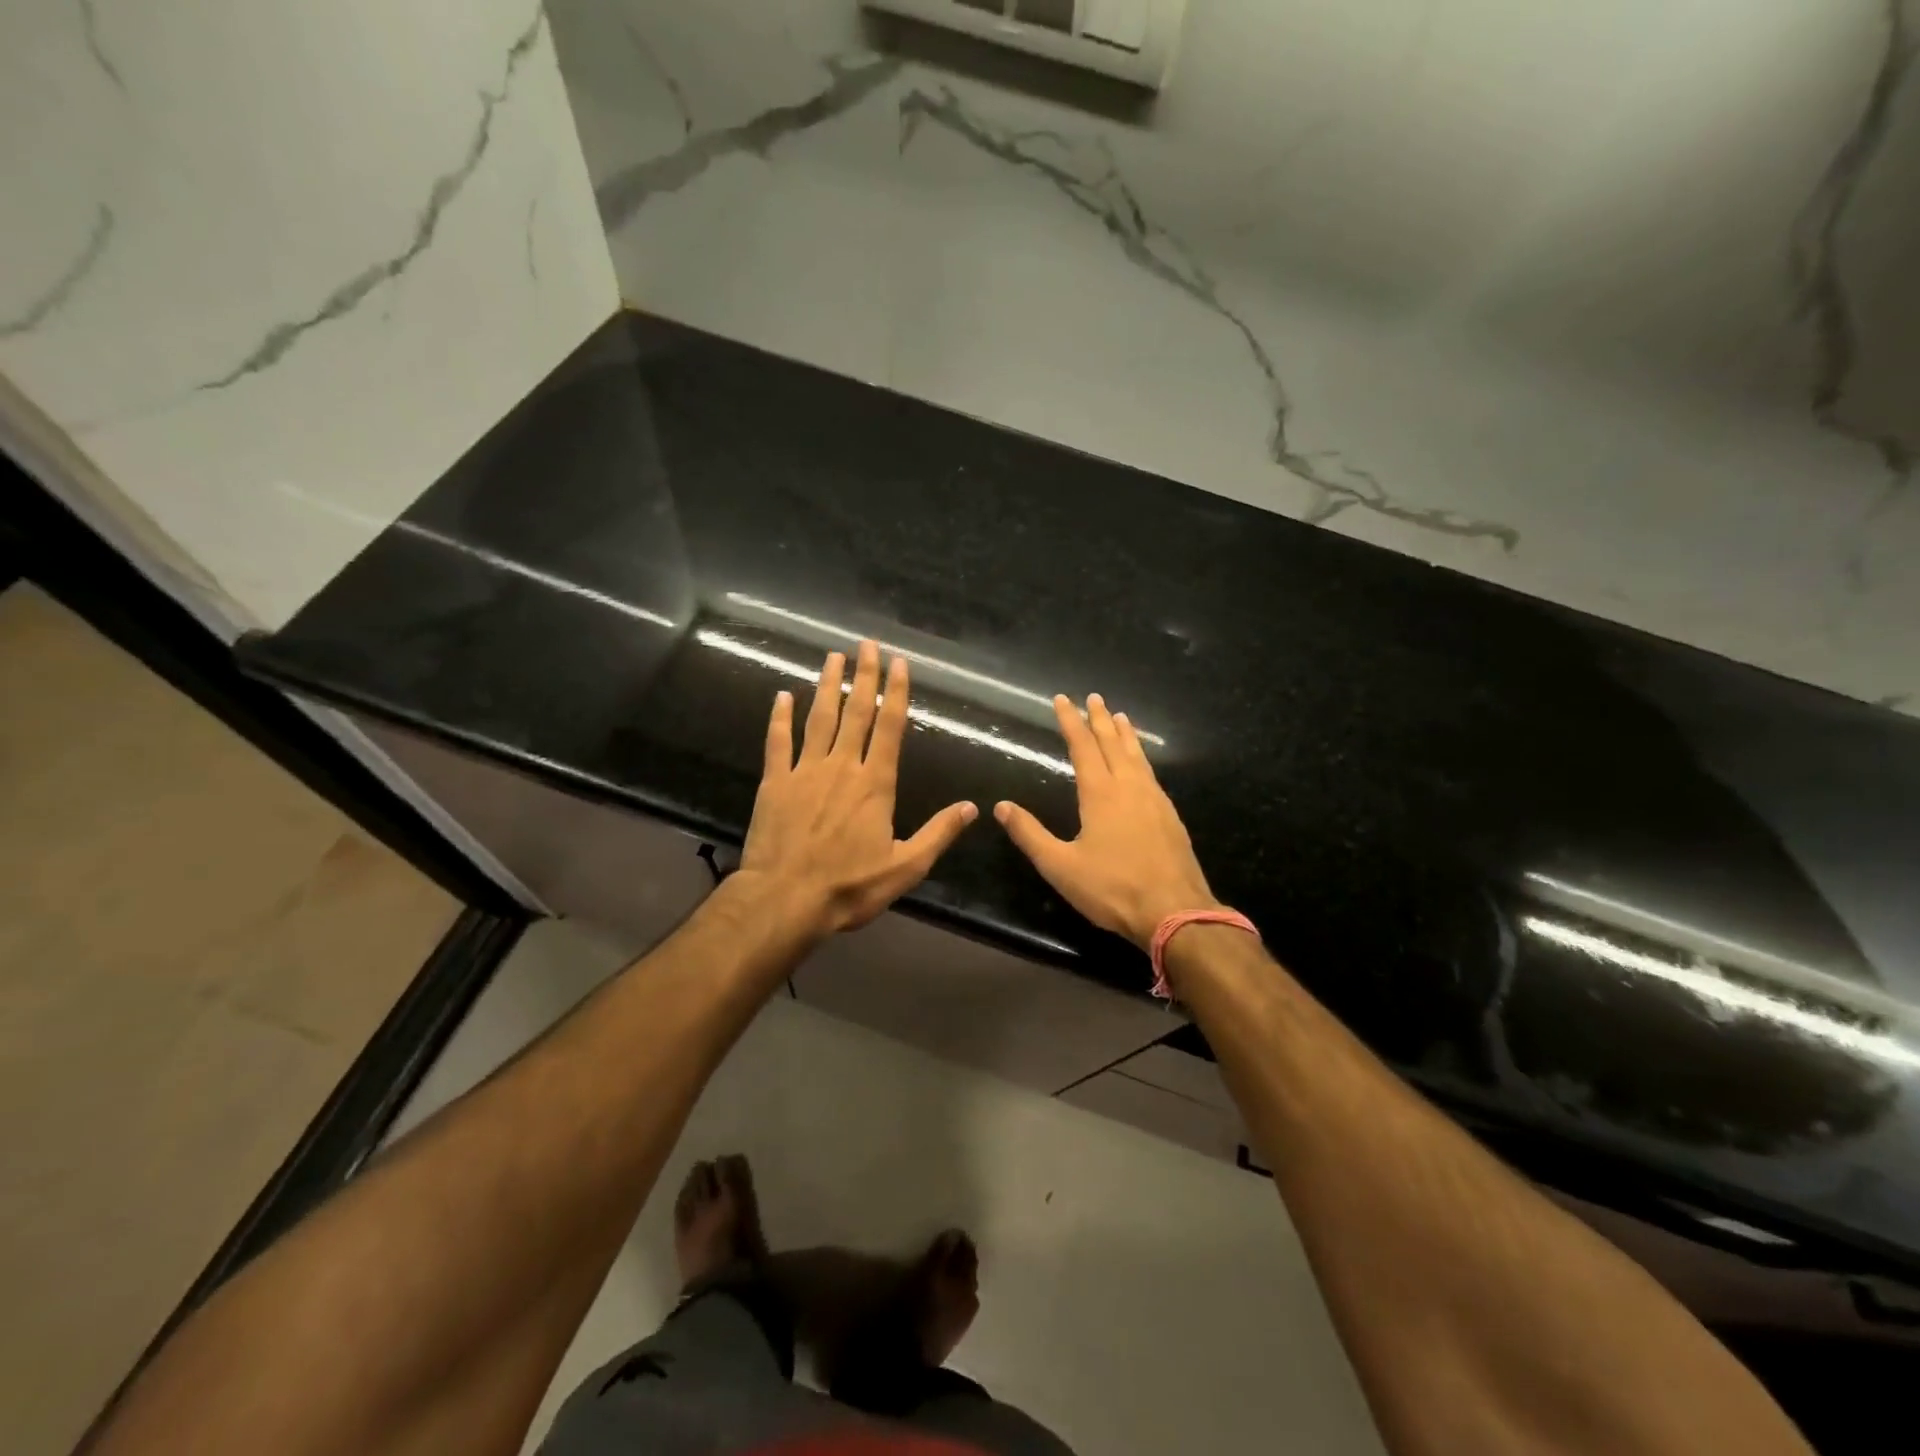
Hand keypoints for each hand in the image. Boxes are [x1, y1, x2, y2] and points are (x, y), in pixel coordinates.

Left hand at [738, 641, 977, 938]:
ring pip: (818, 719)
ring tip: (833, 657)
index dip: (896, 692)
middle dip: (863, 676)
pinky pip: (778, 742)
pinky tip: (782, 696)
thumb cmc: (849, 887)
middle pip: (855, 712)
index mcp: (875, 783)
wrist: (785, 899)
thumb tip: (972, 808)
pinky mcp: (775, 782)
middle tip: (866, 644)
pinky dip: (780, 717)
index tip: (899, 663)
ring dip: (826, 686)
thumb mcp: (905, 867)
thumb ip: (938, 833)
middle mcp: (841, 766)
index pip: (889, 727)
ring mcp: (804, 771)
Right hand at [996, 693, 1217, 949]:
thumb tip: (1001, 806)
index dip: (1070, 722)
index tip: (1062, 699)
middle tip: (1093, 697)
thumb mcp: (1060, 866)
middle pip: (1113, 743)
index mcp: (1100, 794)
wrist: (1174, 911)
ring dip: (1125, 734)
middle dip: (1099, 719)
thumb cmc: (1112, 888)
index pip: (1082, 747)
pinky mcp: (1170, 816)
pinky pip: (1151, 773)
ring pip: (1137, 756)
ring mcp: (1154, 800)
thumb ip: (1030, 834)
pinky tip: (1142, 764)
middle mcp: (1129, 787)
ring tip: (1120, 716)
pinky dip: (1141, 757)